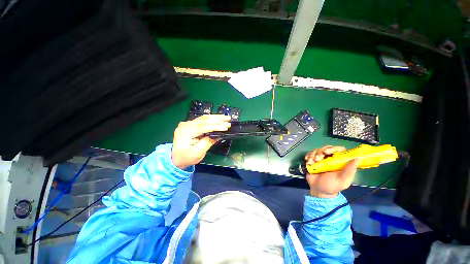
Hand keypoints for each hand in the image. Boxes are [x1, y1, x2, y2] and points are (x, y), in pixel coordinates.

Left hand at [172, 115, 230, 168]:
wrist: (176, 159)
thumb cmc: (187, 158)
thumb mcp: (198, 153)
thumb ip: (208, 142)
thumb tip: (218, 135)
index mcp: (185, 132)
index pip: (203, 127)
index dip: (216, 126)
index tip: (226, 127)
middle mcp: (185, 125)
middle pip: (203, 120)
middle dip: (217, 119)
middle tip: (228, 119)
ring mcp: (185, 124)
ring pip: (202, 119)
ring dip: (214, 118)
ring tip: (225, 118)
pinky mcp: (188, 125)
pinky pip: (200, 121)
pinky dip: (209, 120)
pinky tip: (217, 119)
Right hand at [304, 146, 358, 197]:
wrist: (319, 192)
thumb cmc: (332, 186)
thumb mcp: (343, 181)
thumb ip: (349, 171)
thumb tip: (357, 158)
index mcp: (341, 161)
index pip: (339, 149)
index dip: (334, 148)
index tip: (328, 152)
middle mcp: (332, 158)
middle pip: (328, 147)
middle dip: (322, 151)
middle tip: (318, 158)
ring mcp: (323, 159)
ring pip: (319, 149)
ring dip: (315, 154)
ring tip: (312, 162)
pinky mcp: (315, 161)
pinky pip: (311, 153)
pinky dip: (309, 155)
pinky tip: (308, 161)